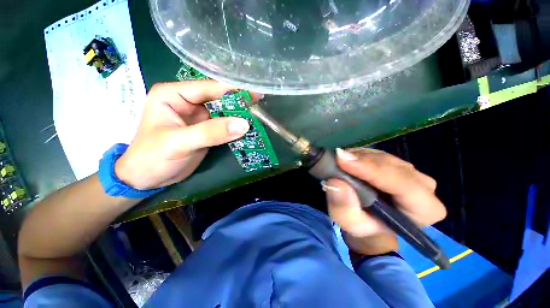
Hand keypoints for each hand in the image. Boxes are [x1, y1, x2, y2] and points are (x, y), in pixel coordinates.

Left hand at [115, 81, 260, 189]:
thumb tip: (243, 124)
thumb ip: (211, 132)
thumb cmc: (152, 157)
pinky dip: (236, 127)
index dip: (232, 90)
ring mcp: (198, 116)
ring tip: (259, 117)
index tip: (255, 94)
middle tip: (260, 107)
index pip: (208, 88)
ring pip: (224, 112)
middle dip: (239, 103)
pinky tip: (248, 128)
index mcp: (174, 95)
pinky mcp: (206, 130)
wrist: (147, 178)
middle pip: (219, 99)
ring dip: (239, 116)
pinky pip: (224, 125)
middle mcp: (187, 101)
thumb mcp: (179, 143)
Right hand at [325, 148, 445, 254]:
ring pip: (383, 156)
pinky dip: (359, 154)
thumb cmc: (362, 226)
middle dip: (362, 162)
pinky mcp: (396, 163)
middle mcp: (424, 187)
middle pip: (391, 166)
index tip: (343, 162)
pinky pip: (376, 153)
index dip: (371, 170)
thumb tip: (336, 182)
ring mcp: (411, 172)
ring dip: (358, 157)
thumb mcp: (349, 222)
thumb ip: (344, 207)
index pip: (402, 184)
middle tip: (336, 159)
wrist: (369, 221)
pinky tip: (347, 160)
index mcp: (424, 209)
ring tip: (339, 162)